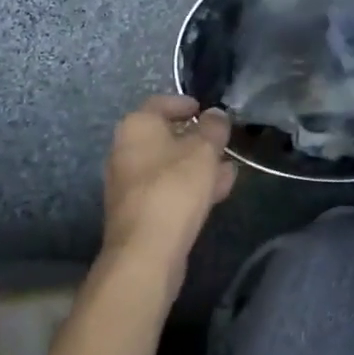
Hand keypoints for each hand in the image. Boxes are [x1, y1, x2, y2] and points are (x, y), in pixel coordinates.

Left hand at [103, 96, 236, 281]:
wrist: (146, 251)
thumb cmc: (175, 187)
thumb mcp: (205, 149)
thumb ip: (214, 127)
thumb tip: (215, 115)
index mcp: (136, 126)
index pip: (161, 103)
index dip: (186, 104)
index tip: (207, 111)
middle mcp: (125, 150)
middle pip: (166, 136)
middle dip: (197, 140)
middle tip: (222, 143)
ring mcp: (128, 183)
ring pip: (169, 165)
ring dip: (198, 166)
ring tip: (228, 171)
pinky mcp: (136, 212)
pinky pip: (166, 189)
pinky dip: (188, 187)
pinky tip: (216, 194)